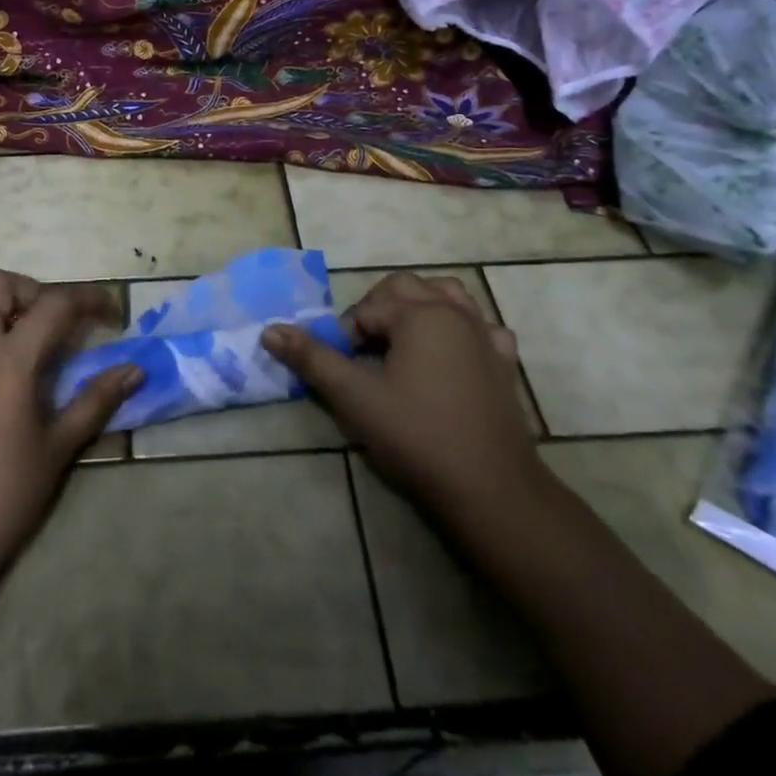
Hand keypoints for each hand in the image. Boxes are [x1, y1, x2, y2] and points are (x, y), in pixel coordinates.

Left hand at [0, 269, 141, 604]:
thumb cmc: (4, 496)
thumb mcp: (58, 449)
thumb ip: (96, 401)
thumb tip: (135, 370)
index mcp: (9, 361)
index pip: (54, 304)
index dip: (88, 299)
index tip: (109, 313)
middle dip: (30, 291)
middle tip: (51, 324)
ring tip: (11, 336)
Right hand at [263, 272, 544, 524]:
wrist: (490, 489)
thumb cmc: (417, 436)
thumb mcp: (354, 397)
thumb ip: (312, 359)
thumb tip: (270, 330)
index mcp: (419, 313)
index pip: (367, 307)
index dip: (346, 335)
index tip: (342, 369)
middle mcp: (454, 313)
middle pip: (406, 287)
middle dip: (378, 309)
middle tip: (364, 351)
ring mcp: (485, 336)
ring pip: (449, 296)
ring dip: (420, 306)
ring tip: (402, 340)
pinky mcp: (504, 363)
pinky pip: (482, 327)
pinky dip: (462, 329)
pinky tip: (451, 355)